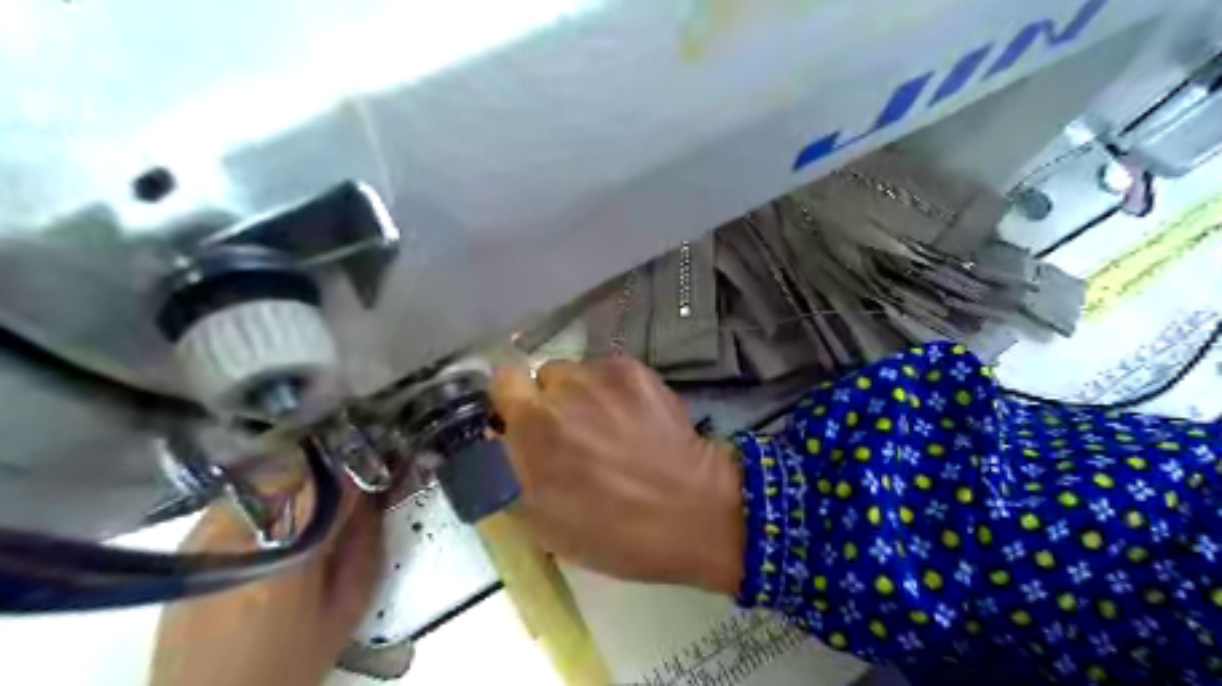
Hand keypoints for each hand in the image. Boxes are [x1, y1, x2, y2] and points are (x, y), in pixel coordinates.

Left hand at [149, 476, 379, 684]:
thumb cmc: (287, 660)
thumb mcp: (346, 606)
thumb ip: (365, 544)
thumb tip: (375, 497)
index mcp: (290, 549)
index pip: (333, 482)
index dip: (362, 466)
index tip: (380, 464)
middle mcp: (244, 531)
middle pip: (299, 468)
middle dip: (332, 469)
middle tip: (352, 484)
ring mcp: (210, 532)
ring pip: (269, 474)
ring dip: (302, 477)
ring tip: (319, 498)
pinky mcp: (191, 540)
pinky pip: (244, 493)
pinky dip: (271, 492)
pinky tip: (284, 515)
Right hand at [489, 356, 738, 591]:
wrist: (691, 512)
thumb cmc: (614, 531)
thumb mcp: (543, 521)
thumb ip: (512, 472)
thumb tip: (502, 440)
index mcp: (531, 430)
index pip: (502, 381)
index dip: (512, 400)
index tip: (524, 419)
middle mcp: (560, 393)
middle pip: (540, 375)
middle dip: (548, 399)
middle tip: (572, 430)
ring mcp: (600, 377)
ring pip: (576, 370)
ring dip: (581, 392)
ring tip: (609, 423)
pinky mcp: (634, 370)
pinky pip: (608, 369)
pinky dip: (614, 387)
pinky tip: (634, 416)